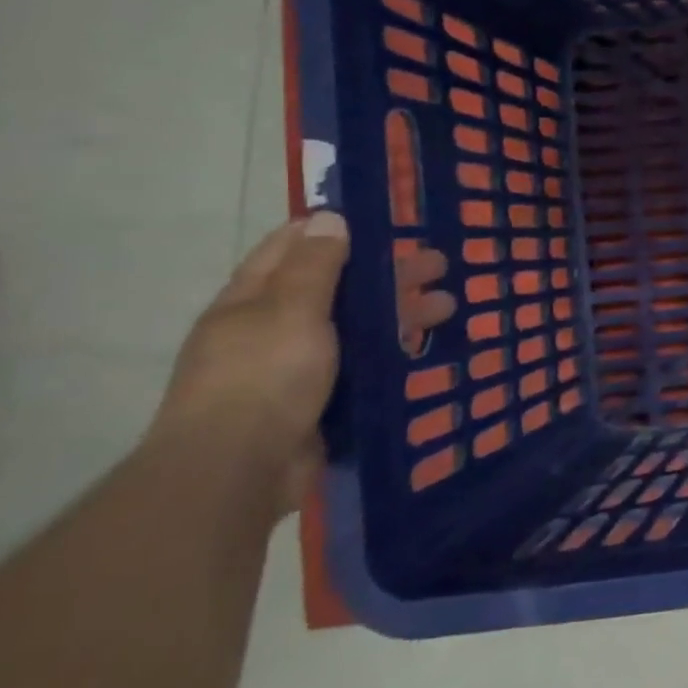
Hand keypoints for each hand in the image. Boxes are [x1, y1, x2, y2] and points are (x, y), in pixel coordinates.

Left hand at [147, 216, 457, 517]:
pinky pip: (363, 366)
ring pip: (357, 329)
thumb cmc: (262, 378)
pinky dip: (394, 353)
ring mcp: (295, 369)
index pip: (292, 248)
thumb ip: (316, 265)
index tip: (386, 221)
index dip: (336, 230)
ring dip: (401, 313)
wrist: (238, 471)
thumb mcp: (291, 310)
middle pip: (337, 289)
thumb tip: (329, 216)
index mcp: (252, 301)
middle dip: (387, 273)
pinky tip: (426, 349)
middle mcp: (271, 330)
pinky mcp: (319, 402)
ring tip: (449, 306)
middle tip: (440, 263)